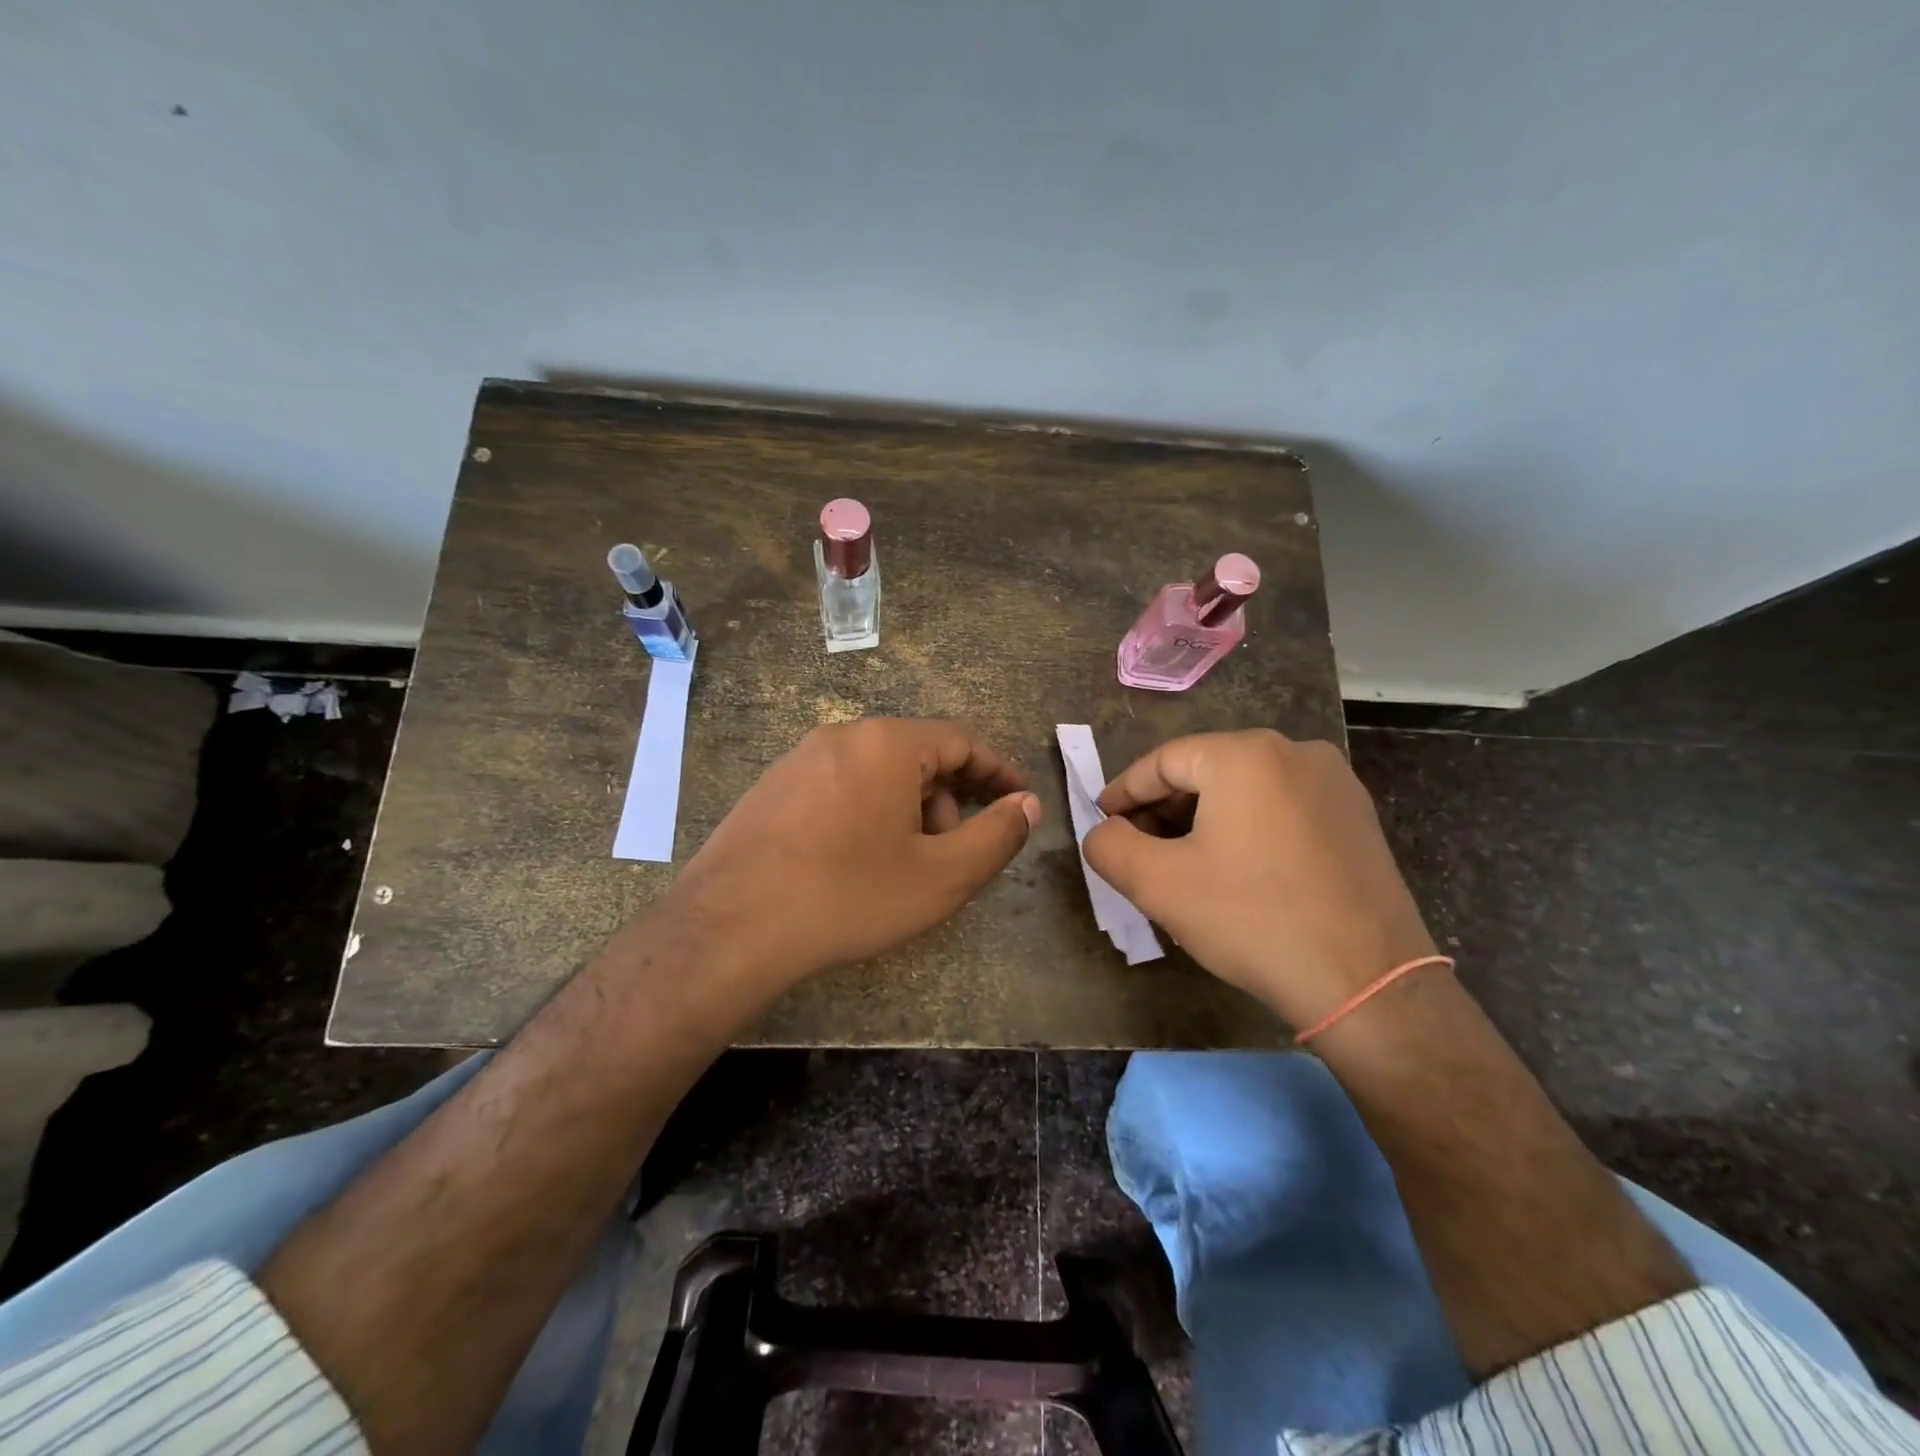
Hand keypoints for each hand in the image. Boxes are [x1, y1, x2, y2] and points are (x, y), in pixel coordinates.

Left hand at [662, 718, 1040, 989]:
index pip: (962, 741)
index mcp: (887, 743)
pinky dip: (867, 814)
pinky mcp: (772, 787)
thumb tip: (1026, 805)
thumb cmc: (849, 897)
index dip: (999, 771)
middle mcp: (842, 735)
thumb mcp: (941, 876)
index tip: (1020, 800)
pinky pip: (839, 787)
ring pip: (877, 774)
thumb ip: (997, 836)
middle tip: (953, 855)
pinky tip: (855, 863)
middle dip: (948, 801)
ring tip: (902, 868)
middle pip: (918, 757)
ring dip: (907, 812)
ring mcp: (799, 759)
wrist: (730, 928)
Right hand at [1084, 729, 1435, 1029]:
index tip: (1102, 820)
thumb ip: (1109, 846)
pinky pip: (1281, 807)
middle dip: (1164, 808)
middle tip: (1139, 847)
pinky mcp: (1357, 817)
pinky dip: (1246, 828)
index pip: (1163, 761)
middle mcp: (1295, 751)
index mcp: (1246, 754)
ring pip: (1244, 789)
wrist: (1367, 984)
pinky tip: (1236, 869)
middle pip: (1206, 770)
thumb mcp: (1158, 884)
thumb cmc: (1252, 920)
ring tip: (1182, 862)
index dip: (1124, 791)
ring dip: (1204, 820)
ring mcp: (1335, 783)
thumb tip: (1104, 831)